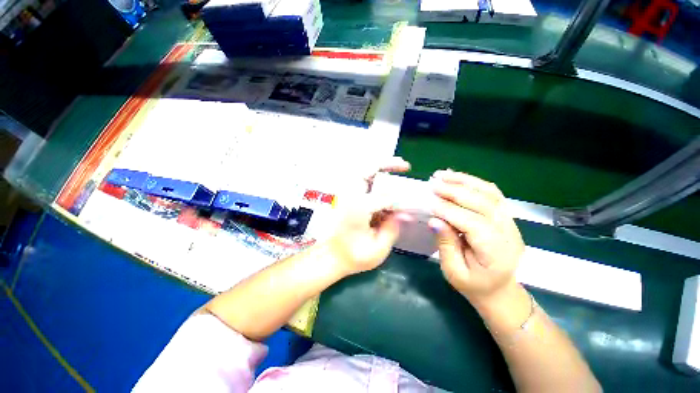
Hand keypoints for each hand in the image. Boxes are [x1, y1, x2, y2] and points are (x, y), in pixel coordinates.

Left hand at [326, 157, 410, 274]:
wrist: (330, 257)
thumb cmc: (353, 257)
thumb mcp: (377, 249)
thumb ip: (392, 229)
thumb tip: (405, 213)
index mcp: (359, 207)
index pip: (385, 197)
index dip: (398, 203)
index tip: (405, 212)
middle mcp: (352, 196)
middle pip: (368, 169)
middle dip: (387, 163)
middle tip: (405, 166)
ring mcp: (348, 196)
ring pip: (364, 172)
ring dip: (381, 168)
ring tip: (398, 167)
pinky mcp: (347, 199)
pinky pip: (363, 182)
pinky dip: (375, 177)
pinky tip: (385, 182)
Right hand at [428, 170, 524, 302]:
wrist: (498, 288)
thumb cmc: (473, 284)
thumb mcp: (454, 271)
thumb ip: (446, 245)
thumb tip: (434, 220)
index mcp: (495, 253)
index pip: (473, 224)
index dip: (450, 211)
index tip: (429, 202)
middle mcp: (508, 234)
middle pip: (483, 204)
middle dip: (456, 191)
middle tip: (433, 184)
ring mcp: (510, 223)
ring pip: (490, 194)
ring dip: (465, 181)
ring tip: (443, 175)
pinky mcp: (505, 216)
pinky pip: (492, 194)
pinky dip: (474, 183)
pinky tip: (457, 178)